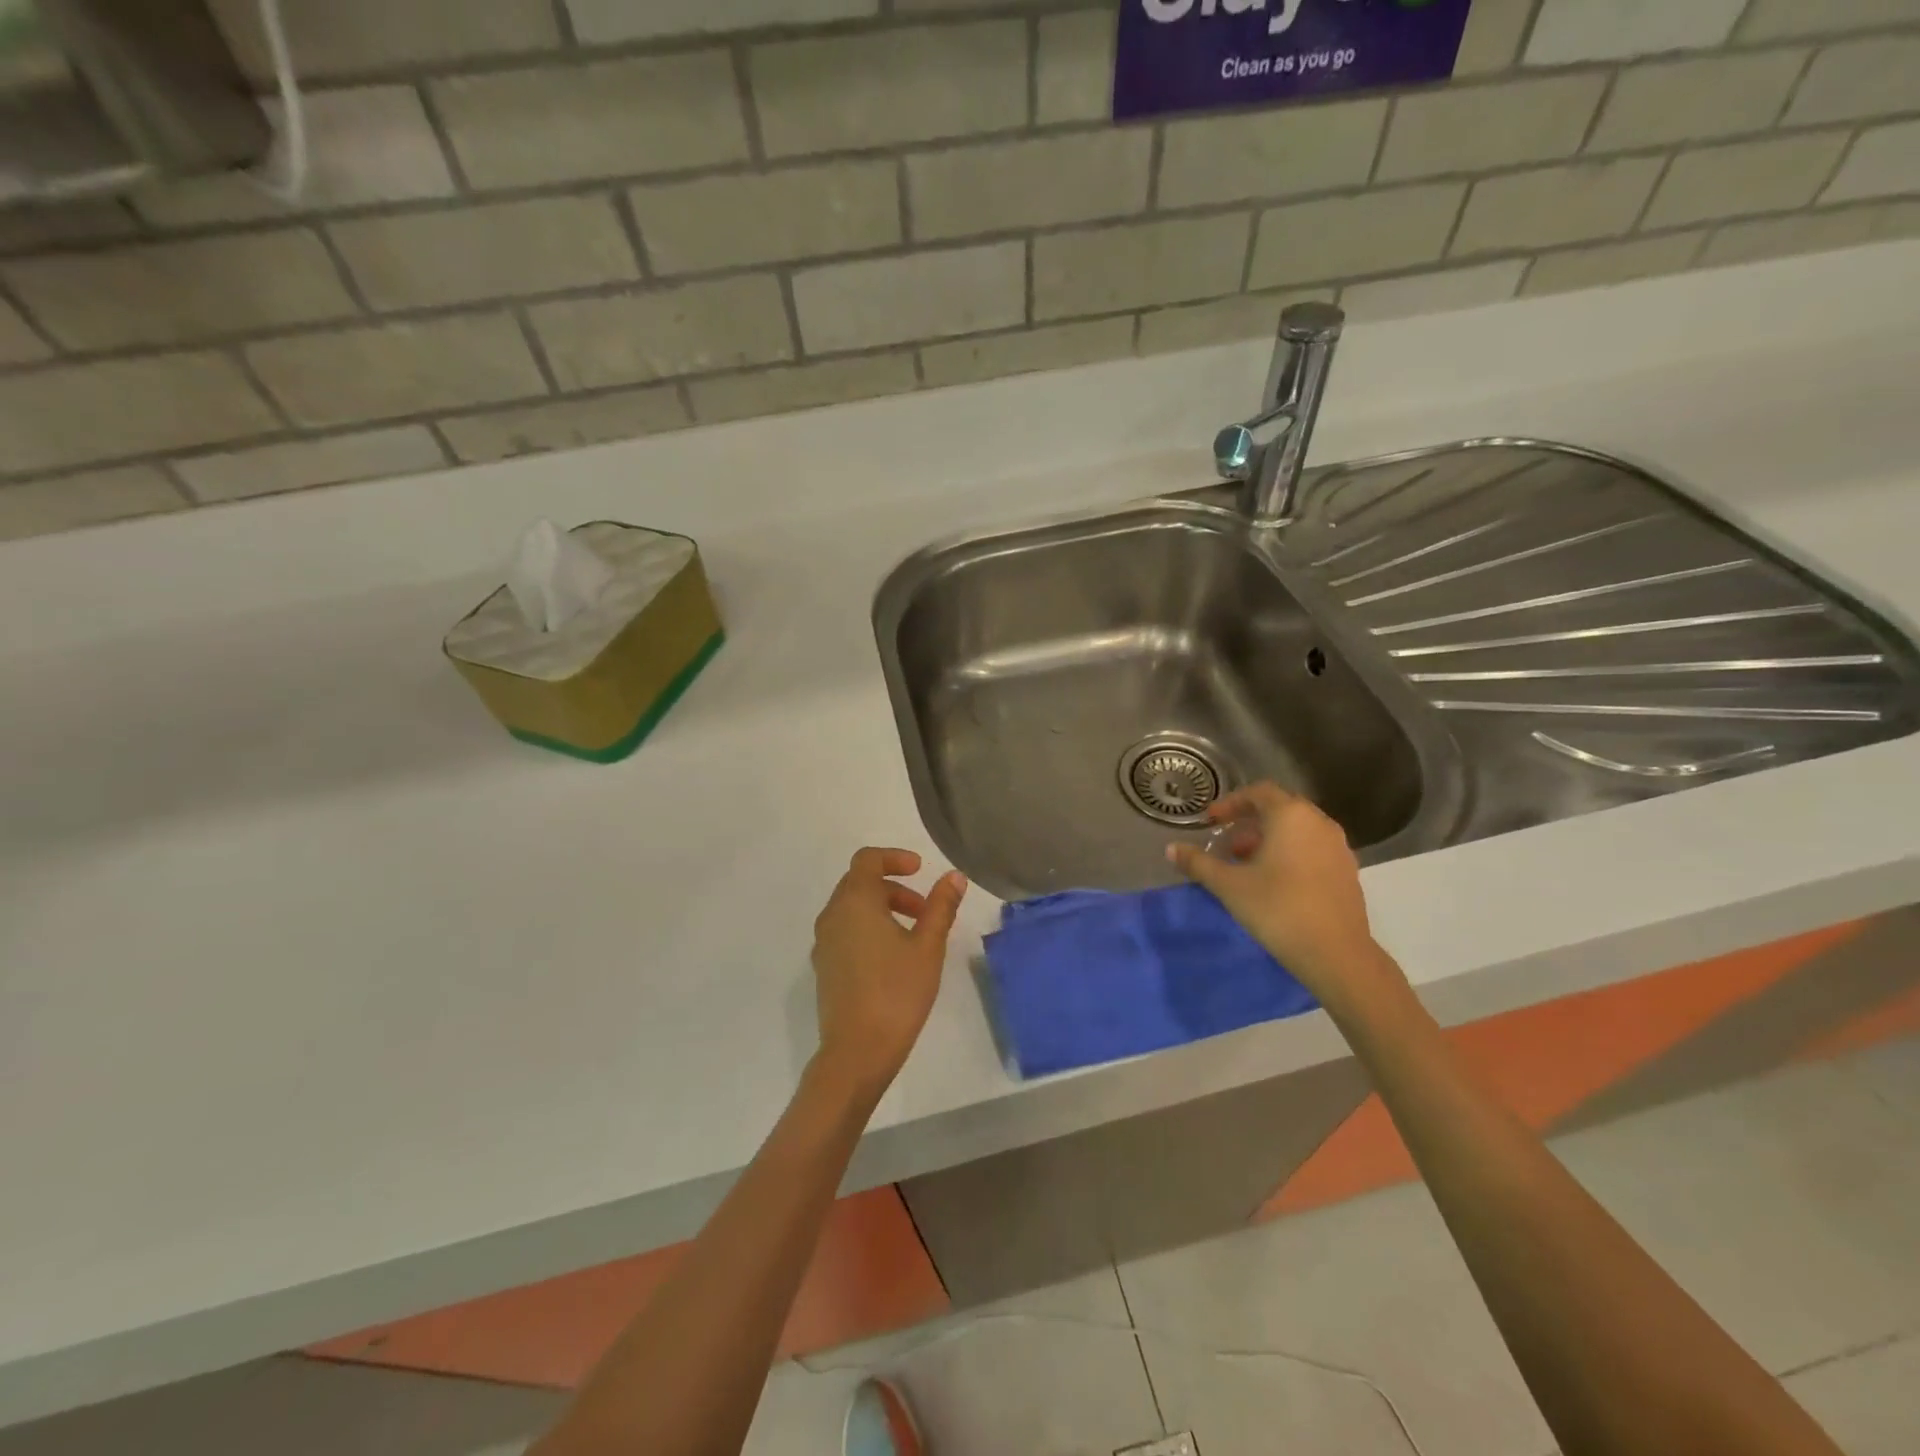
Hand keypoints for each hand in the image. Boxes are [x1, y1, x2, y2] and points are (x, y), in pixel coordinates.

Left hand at [810, 848, 966, 1094]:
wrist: (857, 1051)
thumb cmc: (897, 992)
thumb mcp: (928, 946)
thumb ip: (941, 907)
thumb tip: (954, 876)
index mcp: (855, 902)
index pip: (867, 859)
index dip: (894, 858)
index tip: (920, 869)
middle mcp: (833, 915)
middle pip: (859, 883)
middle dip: (894, 887)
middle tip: (925, 909)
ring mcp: (824, 942)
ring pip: (851, 908)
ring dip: (882, 908)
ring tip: (914, 935)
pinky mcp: (824, 967)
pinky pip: (845, 931)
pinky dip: (868, 928)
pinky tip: (892, 957)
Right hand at [1167, 783, 1401, 1013]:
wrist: (1336, 953)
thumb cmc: (1277, 908)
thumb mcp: (1229, 885)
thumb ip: (1198, 863)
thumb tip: (1171, 849)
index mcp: (1291, 816)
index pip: (1258, 792)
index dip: (1231, 803)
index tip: (1210, 821)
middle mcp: (1318, 822)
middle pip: (1279, 808)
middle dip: (1249, 822)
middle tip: (1226, 843)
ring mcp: (1338, 847)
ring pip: (1297, 830)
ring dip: (1269, 839)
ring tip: (1246, 864)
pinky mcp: (1347, 871)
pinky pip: (1312, 848)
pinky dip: (1290, 853)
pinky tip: (1274, 881)